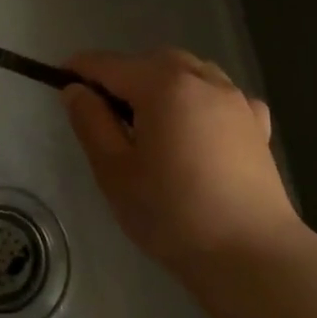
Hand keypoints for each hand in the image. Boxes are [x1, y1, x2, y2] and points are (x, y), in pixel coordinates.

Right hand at [61, 50, 300, 282]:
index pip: (108, 64)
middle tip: (105, 113)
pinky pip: (223, 96)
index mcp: (162, 84)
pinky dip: (204, 100)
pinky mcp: (258, 126)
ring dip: (164, 83)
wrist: (252, 256)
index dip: (80, 68)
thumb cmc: (172, 213)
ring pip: (189, 71)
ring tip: (152, 120)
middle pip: (151, 61)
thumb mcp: (114, 171)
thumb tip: (75, 90)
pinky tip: (200, 128)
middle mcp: (201, 79)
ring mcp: (235, 100)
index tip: (59, 79)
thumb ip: (91, 123)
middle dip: (124, 76)